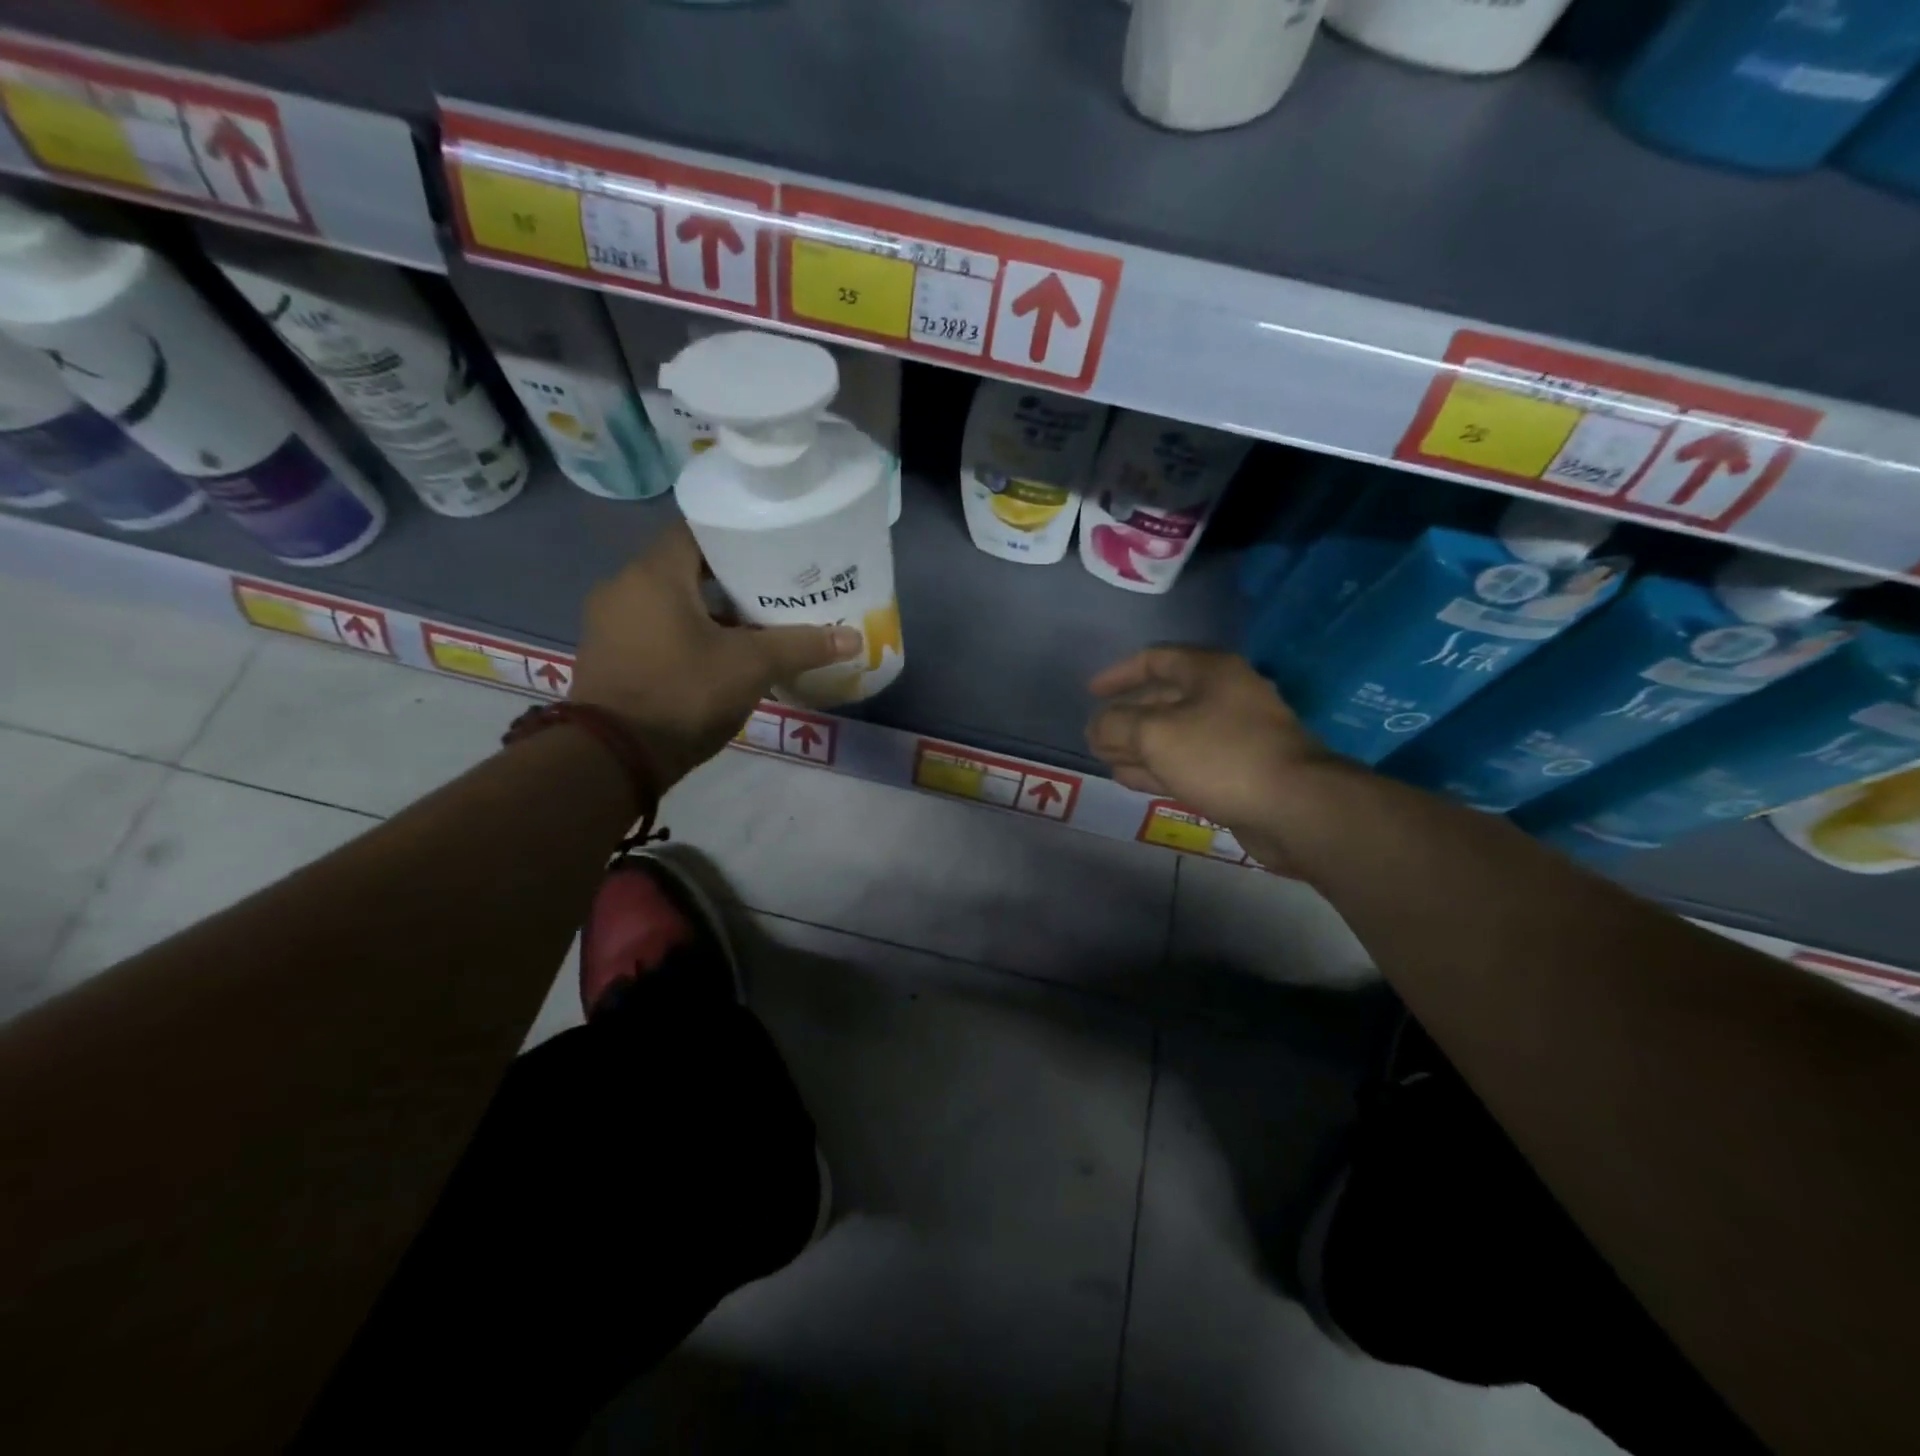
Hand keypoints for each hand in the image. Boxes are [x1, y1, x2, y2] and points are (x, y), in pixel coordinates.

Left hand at [572, 524, 860, 787]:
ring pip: (669, 600)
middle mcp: (624, 587)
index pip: (696, 530)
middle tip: (772, 588)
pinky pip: (653, 628)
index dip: (736, 536)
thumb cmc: (684, 693)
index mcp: (654, 574)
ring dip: (707, 609)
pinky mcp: (608, 655)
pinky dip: (684, 632)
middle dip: (729, 577)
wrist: (614, 758)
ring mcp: (610, 623)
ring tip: (753, 624)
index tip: (771, 548)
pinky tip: (718, 656)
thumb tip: (854, 638)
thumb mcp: (751, 666)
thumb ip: (801, 645)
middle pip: (684, 567)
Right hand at [1086, 647, 1330, 854]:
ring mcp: (1233, 737)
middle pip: (1164, 699)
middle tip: (1095, 736)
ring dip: (1137, 746)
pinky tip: (1129, 779)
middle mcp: (1224, 697)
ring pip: (1174, 735)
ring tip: (1104, 759)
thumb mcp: (1155, 733)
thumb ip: (1116, 724)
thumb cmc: (1221, 756)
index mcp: (1210, 672)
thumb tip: (1096, 726)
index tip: (1091, 694)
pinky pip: (1187, 762)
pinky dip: (1157, 768)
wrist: (1294, 808)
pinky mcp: (1237, 772)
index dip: (1119, 674)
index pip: (1155, 659)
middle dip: (1125, 717)